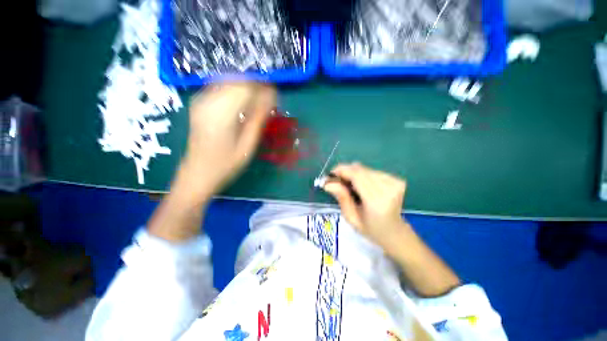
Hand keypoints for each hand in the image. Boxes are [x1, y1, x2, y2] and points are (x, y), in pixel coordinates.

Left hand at [179, 82, 275, 198]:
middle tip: (269, 100)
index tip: (276, 95)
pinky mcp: (198, 103)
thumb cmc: (226, 164)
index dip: (263, 88)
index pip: (246, 88)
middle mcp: (208, 101)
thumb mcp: (248, 145)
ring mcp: (200, 100)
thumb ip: (259, 119)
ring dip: (246, 88)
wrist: (197, 173)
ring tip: (258, 102)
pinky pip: (220, 87)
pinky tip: (243, 103)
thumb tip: (271, 98)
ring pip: (229, 81)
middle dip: (256, 86)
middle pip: (237, 81)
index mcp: (221, 114)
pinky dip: (235, 91)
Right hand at [324, 163, 408, 247]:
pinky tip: (362, 185)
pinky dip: (363, 175)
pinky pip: (373, 171)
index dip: (342, 171)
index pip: (357, 176)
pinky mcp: (397, 179)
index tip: (329, 174)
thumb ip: (341, 198)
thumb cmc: (370, 228)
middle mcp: (388, 189)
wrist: (394, 231)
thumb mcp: (351, 217)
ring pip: (366, 169)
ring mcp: (395, 183)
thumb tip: (328, 183)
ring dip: (354, 174)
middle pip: (361, 170)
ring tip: (350, 185)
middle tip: (337, 180)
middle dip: (345, 171)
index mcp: (376, 202)